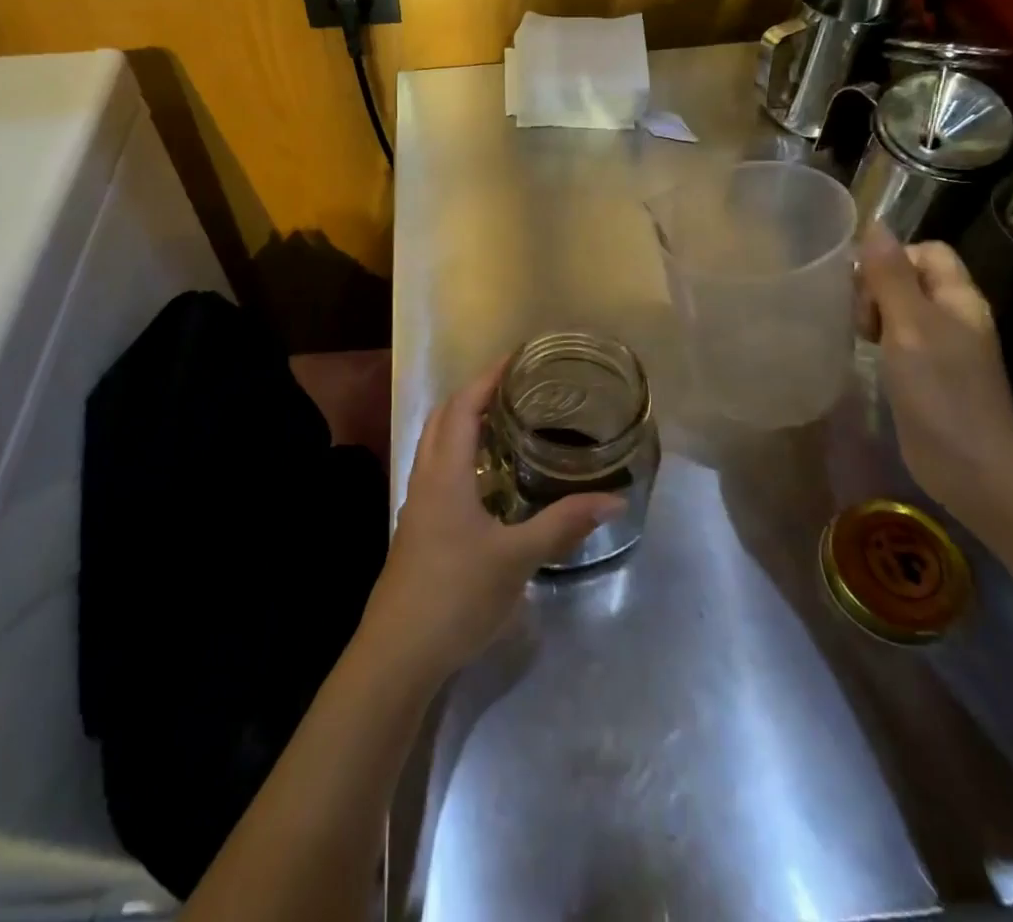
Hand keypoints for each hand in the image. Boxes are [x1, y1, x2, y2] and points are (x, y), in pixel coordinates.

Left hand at [359, 359, 625, 684]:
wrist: (398, 653)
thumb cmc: (456, 595)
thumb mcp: (516, 559)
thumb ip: (563, 525)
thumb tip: (614, 499)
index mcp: (446, 474)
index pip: (462, 407)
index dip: (487, 379)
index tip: (515, 359)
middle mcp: (426, 479)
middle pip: (443, 419)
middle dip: (473, 395)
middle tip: (514, 389)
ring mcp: (418, 506)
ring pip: (436, 446)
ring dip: (463, 425)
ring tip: (504, 425)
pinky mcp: (417, 530)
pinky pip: (437, 472)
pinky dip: (459, 457)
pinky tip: (487, 481)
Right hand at [856, 223, 1012, 515]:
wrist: (970, 466)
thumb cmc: (941, 390)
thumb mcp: (910, 325)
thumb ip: (890, 276)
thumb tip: (875, 224)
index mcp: (958, 298)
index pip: (926, 251)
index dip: (892, 258)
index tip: (864, 286)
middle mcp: (953, 317)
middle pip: (909, 278)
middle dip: (876, 288)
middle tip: (860, 319)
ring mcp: (941, 348)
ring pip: (899, 309)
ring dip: (873, 315)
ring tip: (858, 337)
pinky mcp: (926, 374)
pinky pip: (897, 339)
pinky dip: (878, 340)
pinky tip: (863, 356)